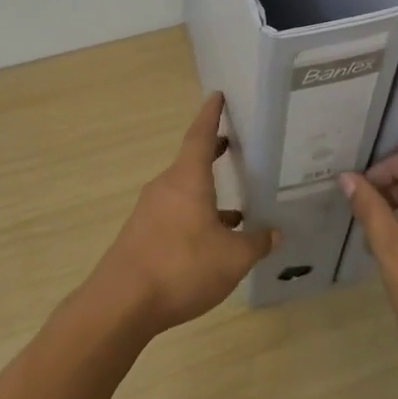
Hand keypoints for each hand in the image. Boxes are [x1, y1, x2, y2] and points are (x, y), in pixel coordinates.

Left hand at [84, 93, 278, 335]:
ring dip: (207, 194)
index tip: (216, 95)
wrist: (122, 303)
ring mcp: (150, 212)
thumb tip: (275, 233)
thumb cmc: (182, 267)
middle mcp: (165, 187)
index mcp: (187, 179)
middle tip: (233, 144)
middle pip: (191, 163)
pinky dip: (196, 218)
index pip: (200, 135)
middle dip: (212, 154)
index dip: (211, 115)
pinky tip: (212, 241)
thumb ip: (256, 243)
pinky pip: (175, 215)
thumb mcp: (232, 258)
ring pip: (184, 192)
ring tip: (237, 207)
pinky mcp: (142, 235)